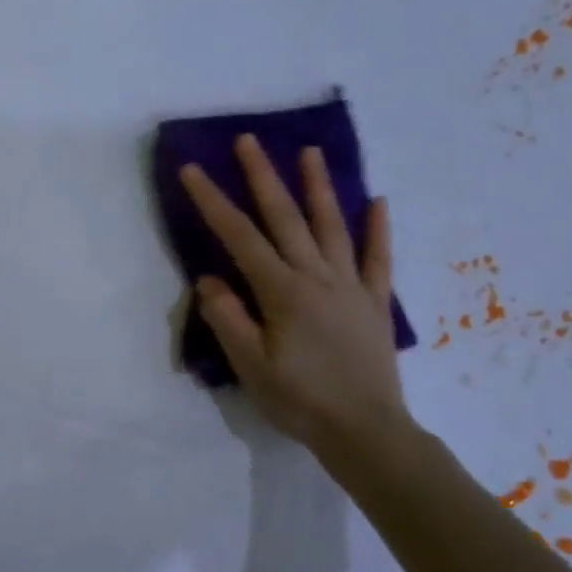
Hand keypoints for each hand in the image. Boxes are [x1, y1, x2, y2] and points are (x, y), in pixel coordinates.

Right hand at [180, 139, 410, 460]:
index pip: (240, 237)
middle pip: (285, 218)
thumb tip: (209, 278)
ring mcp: (351, 286)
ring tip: (310, 152)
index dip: (213, 201)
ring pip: (332, 226)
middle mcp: (317, 277)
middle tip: (249, 140)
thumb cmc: (299, 400)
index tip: (192, 171)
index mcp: (282, 291)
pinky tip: (378, 201)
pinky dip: (378, 228)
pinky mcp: (375, 303)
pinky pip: (378, 258)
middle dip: (263, 176)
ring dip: (319, 187)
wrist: (365, 431)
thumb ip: (228, 318)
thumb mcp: (250, 365)